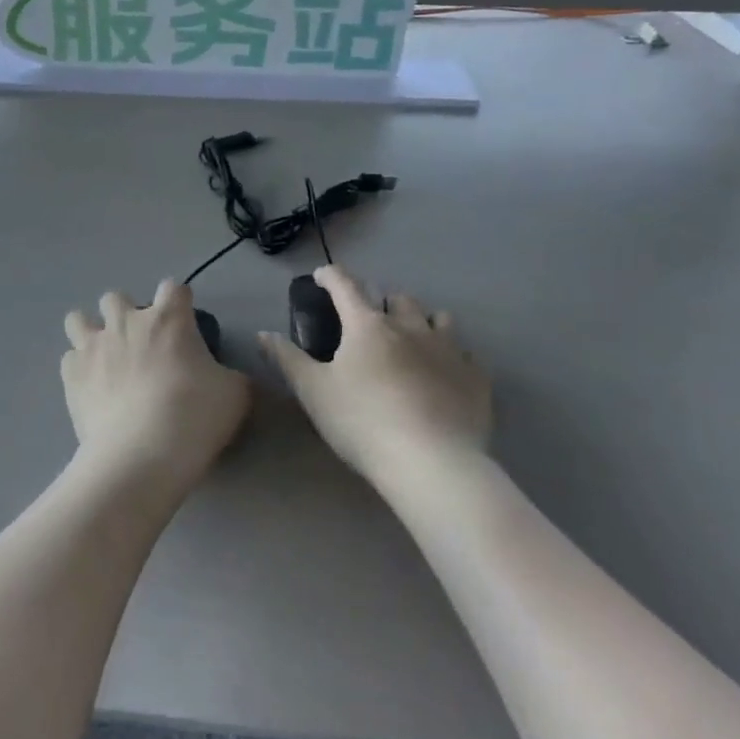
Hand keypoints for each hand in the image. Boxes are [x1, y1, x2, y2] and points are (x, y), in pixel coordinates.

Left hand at [62, 281, 249, 499]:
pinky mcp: (71, 374)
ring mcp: (93, 345)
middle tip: (139, 344)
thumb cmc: (194, 417)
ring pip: (79, 319)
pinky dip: (79, 368)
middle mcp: (126, 321)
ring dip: (90, 331)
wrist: (141, 454)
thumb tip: (229, 377)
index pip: (173, 288)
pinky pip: (69, 358)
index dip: (179, 302)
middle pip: (116, 297)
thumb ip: (232, 377)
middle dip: (125, 314)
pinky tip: (91, 387)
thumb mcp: (235, 396)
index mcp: (168, 319)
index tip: (183, 324)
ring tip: (103, 357)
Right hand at [260, 265, 490, 486]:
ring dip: (422, 321)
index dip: (330, 276)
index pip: (345, 284)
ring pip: (438, 317)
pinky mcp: (476, 377)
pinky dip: (452, 355)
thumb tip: (264, 333)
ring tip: (413, 339)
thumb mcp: (313, 391)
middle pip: (396, 298)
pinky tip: (445, 373)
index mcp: (367, 325)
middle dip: (381, 301)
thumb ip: (287, 359)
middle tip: (369, 322)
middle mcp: (410, 326)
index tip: (321, 277)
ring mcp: (448, 349)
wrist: (432, 463)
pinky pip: (466, 354)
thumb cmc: (362, 422)